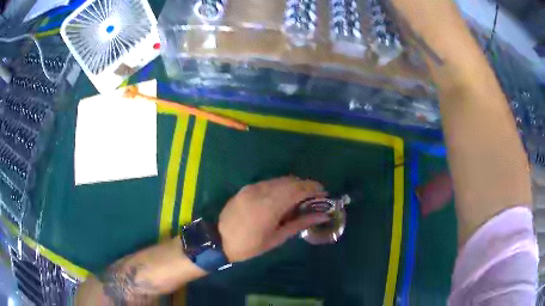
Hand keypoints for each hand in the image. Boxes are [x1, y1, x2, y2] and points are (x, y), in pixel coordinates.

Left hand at [218, 176, 329, 261]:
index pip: (298, 189)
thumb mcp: (277, 238)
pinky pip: (268, 182)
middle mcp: (262, 191)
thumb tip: (321, 216)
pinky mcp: (246, 188)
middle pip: (290, 181)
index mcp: (271, 206)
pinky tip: (282, 196)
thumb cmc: (250, 245)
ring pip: (279, 180)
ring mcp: (252, 188)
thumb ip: (300, 223)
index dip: (314, 189)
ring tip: (300, 197)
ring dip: (293, 185)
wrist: (218, 241)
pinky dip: (280, 186)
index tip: (324, 194)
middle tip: (314, 197)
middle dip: (305, 186)